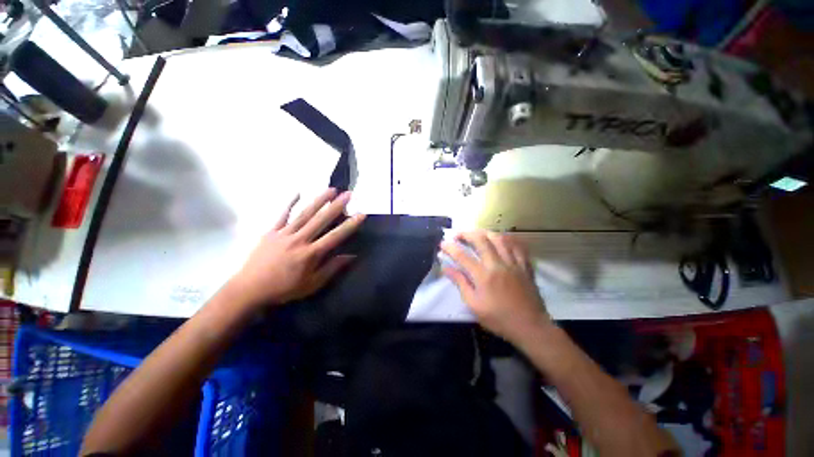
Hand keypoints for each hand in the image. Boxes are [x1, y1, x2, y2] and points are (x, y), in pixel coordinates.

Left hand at [228, 188, 364, 307]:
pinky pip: (282, 215)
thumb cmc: (284, 289)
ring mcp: (284, 233)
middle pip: (321, 219)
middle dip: (336, 205)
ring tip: (331, 189)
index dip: (350, 225)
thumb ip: (332, 269)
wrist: (249, 289)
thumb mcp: (312, 284)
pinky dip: (290, 203)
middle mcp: (299, 240)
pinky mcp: (271, 232)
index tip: (361, 214)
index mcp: (310, 254)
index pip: (335, 236)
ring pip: (305, 214)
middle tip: (348, 194)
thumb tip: (351, 256)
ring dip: (319, 200)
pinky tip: (298, 192)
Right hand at [441, 230, 550, 342]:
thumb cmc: (498, 318)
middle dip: (467, 234)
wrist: (530, 327)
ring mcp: (513, 263)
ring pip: (499, 239)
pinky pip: (517, 246)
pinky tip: (501, 238)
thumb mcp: (474, 305)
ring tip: (476, 233)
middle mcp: (498, 264)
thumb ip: (460, 283)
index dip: (450, 247)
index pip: (462, 256)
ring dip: (485, 233)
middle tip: (458, 235)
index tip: (442, 243)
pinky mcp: (525, 266)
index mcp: (483, 276)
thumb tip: (446, 268)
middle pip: (481, 240)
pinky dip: (507, 239)